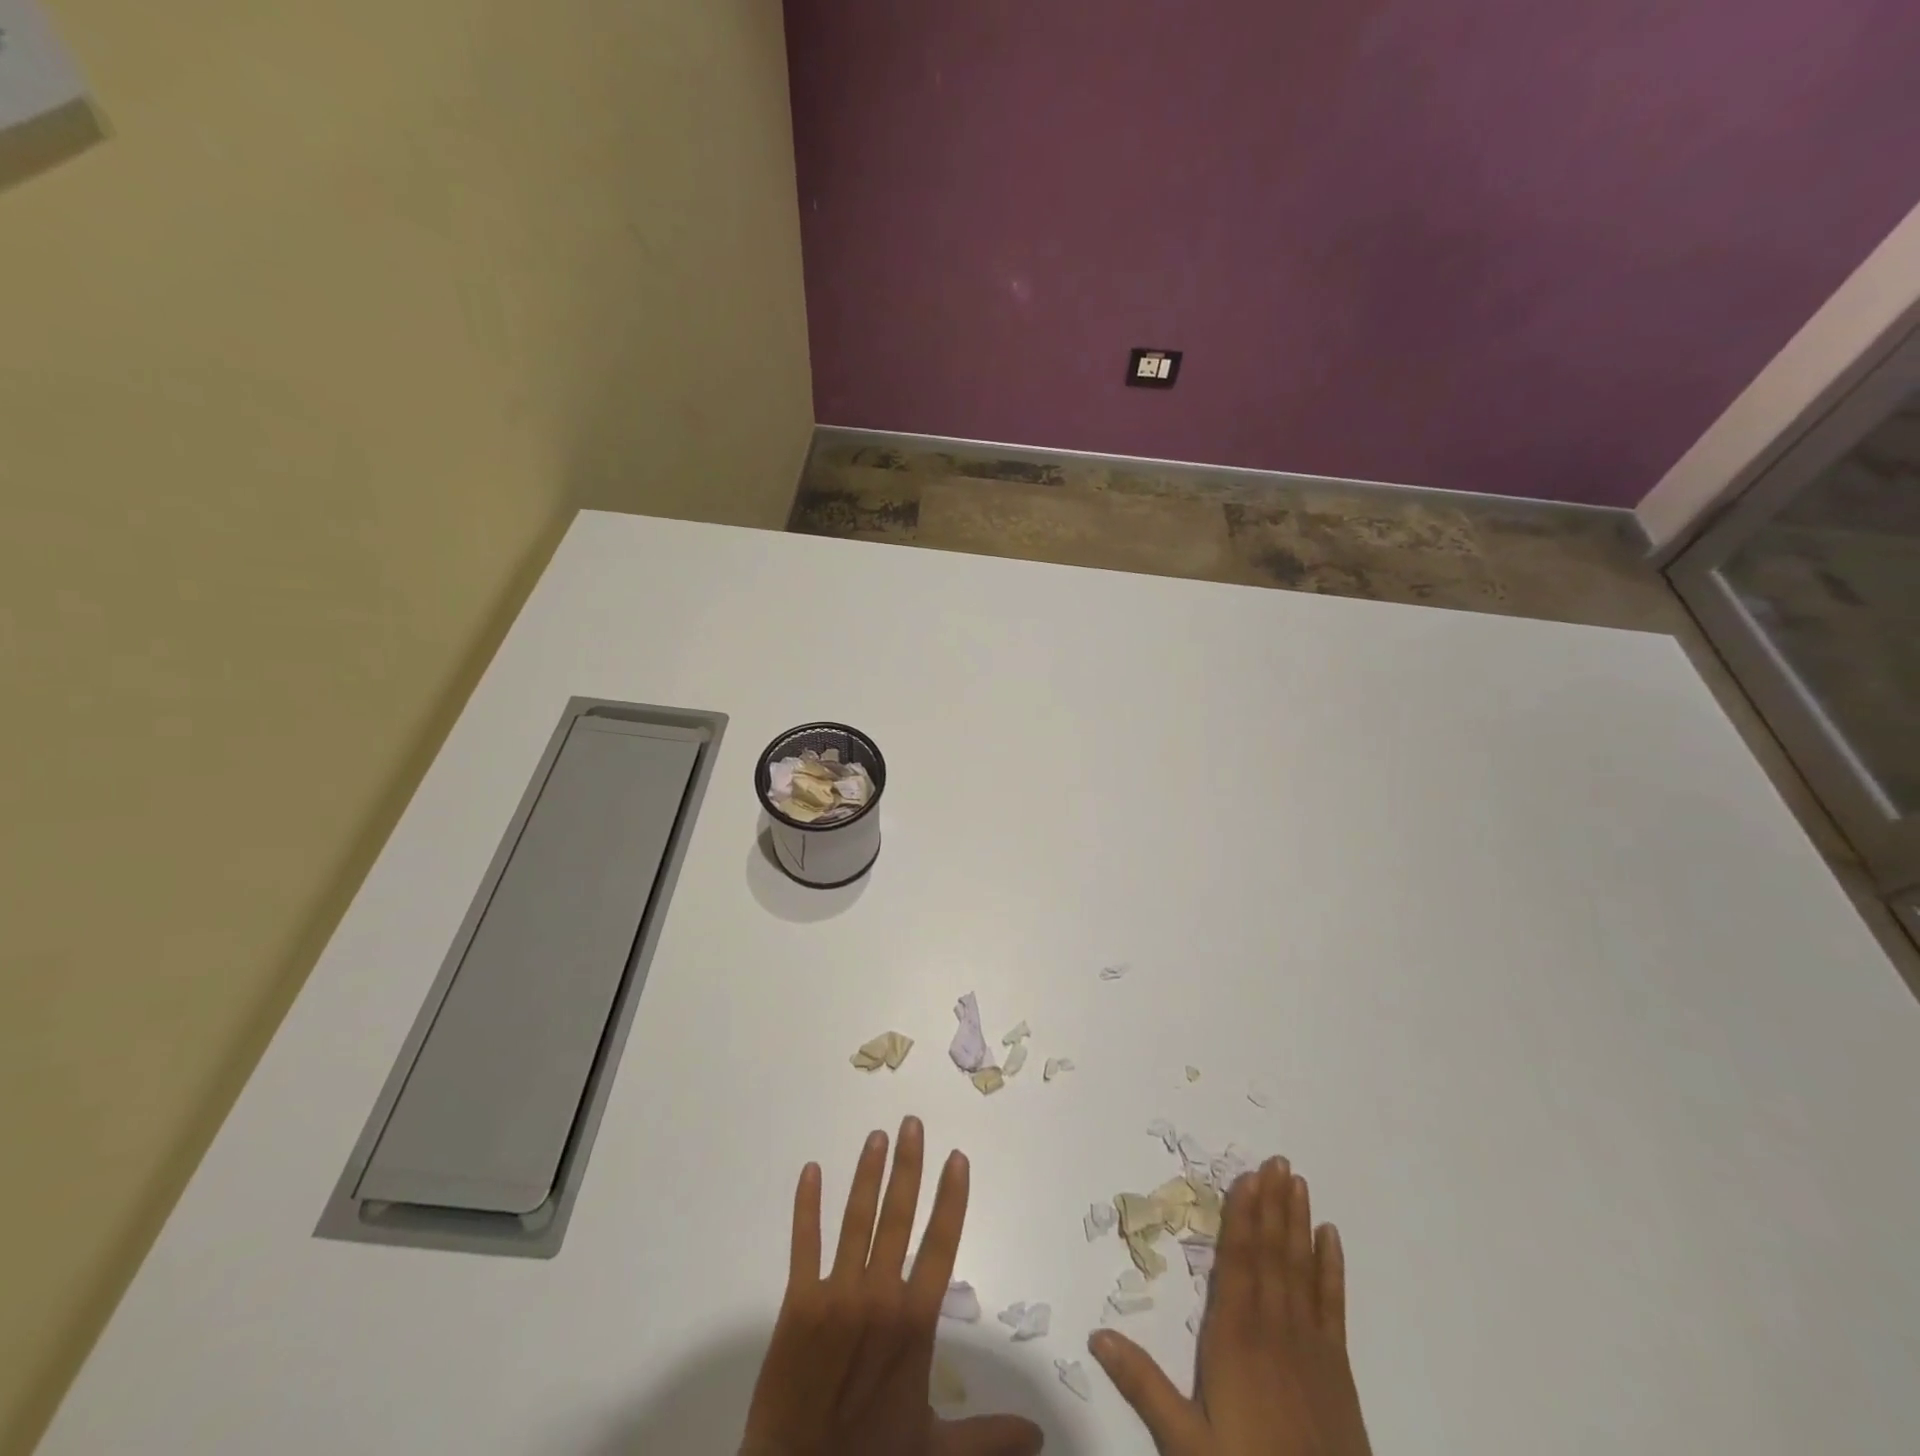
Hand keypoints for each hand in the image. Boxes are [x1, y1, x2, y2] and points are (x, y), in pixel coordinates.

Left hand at [740, 1116, 1044, 1455]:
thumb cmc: (872, 1455)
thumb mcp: (934, 1447)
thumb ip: (987, 1435)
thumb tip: (1040, 1435)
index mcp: (914, 1323)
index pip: (942, 1245)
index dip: (951, 1198)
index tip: (957, 1157)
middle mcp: (879, 1296)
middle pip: (898, 1217)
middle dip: (908, 1167)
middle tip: (912, 1123)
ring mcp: (836, 1295)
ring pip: (856, 1220)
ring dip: (867, 1174)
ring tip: (877, 1136)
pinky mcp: (797, 1304)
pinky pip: (803, 1244)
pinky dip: (806, 1206)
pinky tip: (811, 1171)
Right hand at [1090, 1158, 1370, 1455]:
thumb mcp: (1186, 1444)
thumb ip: (1144, 1385)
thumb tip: (1097, 1333)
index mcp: (1235, 1339)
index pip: (1237, 1263)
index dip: (1242, 1217)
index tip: (1247, 1177)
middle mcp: (1274, 1330)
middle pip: (1271, 1254)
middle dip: (1272, 1205)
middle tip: (1278, 1161)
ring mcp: (1309, 1346)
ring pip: (1301, 1269)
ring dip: (1298, 1223)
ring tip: (1298, 1182)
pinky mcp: (1337, 1368)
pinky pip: (1333, 1305)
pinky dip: (1332, 1268)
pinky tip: (1331, 1238)